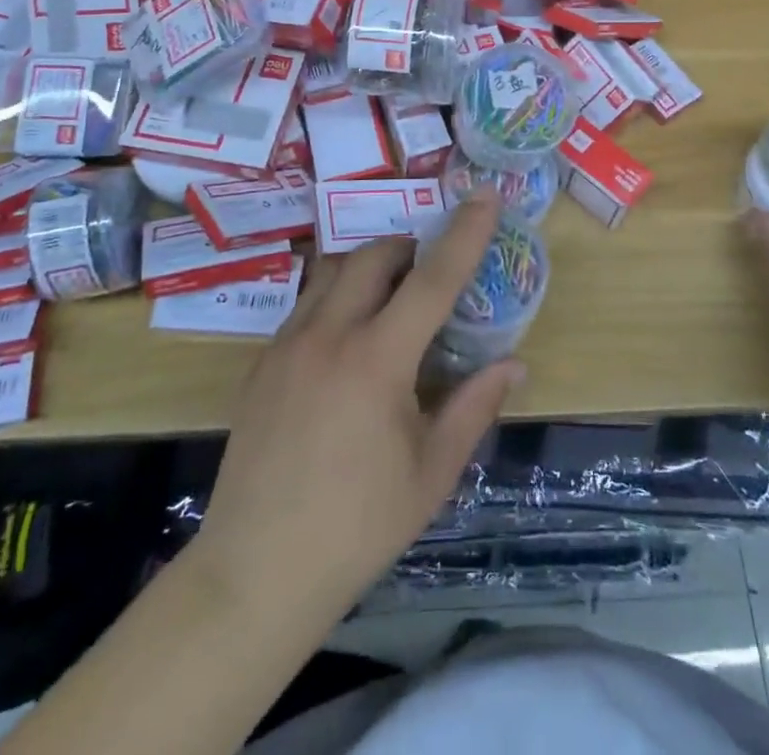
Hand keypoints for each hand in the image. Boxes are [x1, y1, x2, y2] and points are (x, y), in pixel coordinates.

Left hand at [191, 194, 522, 623]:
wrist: (254, 574)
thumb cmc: (357, 527)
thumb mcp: (431, 474)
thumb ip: (474, 407)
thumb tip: (514, 365)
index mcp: (377, 361)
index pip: (432, 279)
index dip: (464, 233)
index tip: (485, 194)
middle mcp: (328, 336)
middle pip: (373, 256)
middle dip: (409, 248)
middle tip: (430, 274)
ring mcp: (286, 345)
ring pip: (333, 271)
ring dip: (369, 268)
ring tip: (390, 300)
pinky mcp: (261, 363)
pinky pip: (306, 303)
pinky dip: (337, 298)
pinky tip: (347, 342)